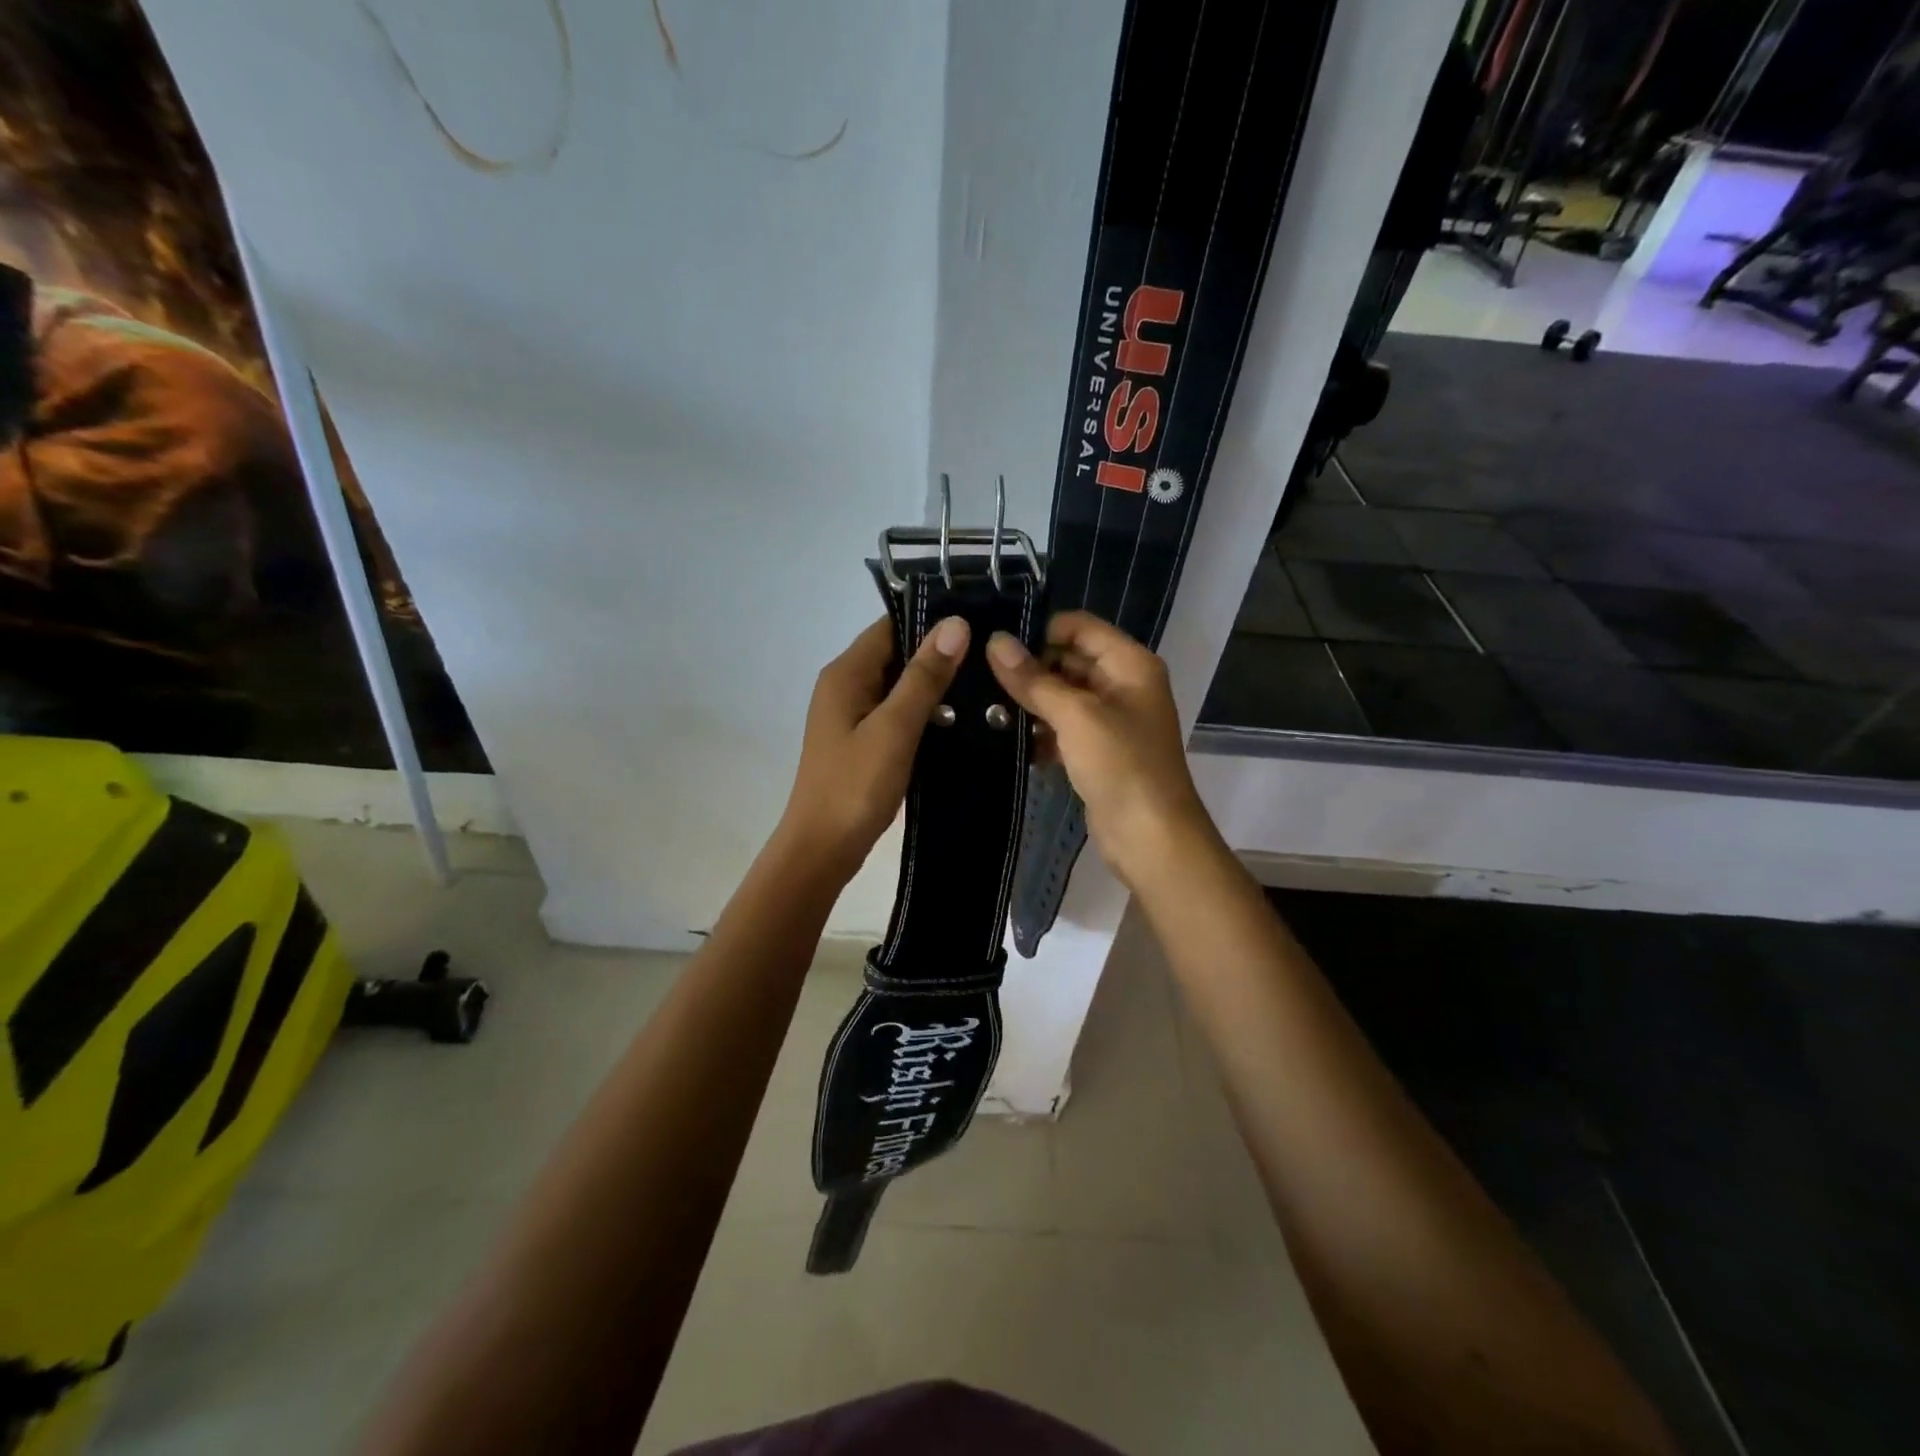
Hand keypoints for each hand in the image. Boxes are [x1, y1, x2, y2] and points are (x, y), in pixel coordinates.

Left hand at [777, 613, 968, 880]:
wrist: (822, 849)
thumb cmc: (855, 786)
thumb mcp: (894, 728)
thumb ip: (924, 676)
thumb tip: (955, 624)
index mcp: (846, 673)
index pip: (891, 625)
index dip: (932, 619)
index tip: (980, 621)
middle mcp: (845, 685)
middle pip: (896, 653)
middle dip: (939, 654)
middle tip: (992, 656)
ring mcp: (852, 715)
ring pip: (900, 686)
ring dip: (935, 686)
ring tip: (987, 684)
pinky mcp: (863, 741)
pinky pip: (897, 713)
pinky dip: (925, 713)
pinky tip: (960, 720)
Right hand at [986, 611, 1216, 890]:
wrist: (1151, 836)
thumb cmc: (1121, 765)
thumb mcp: (1076, 716)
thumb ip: (1034, 679)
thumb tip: (995, 641)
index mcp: (1129, 664)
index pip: (1079, 627)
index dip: (1040, 630)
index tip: (995, 643)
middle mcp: (1123, 685)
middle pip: (1069, 660)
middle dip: (1029, 668)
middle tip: (979, 676)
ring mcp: (1110, 720)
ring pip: (1062, 697)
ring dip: (1030, 702)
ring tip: (983, 706)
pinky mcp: (1097, 752)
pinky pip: (1063, 729)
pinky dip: (1039, 731)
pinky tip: (1004, 738)